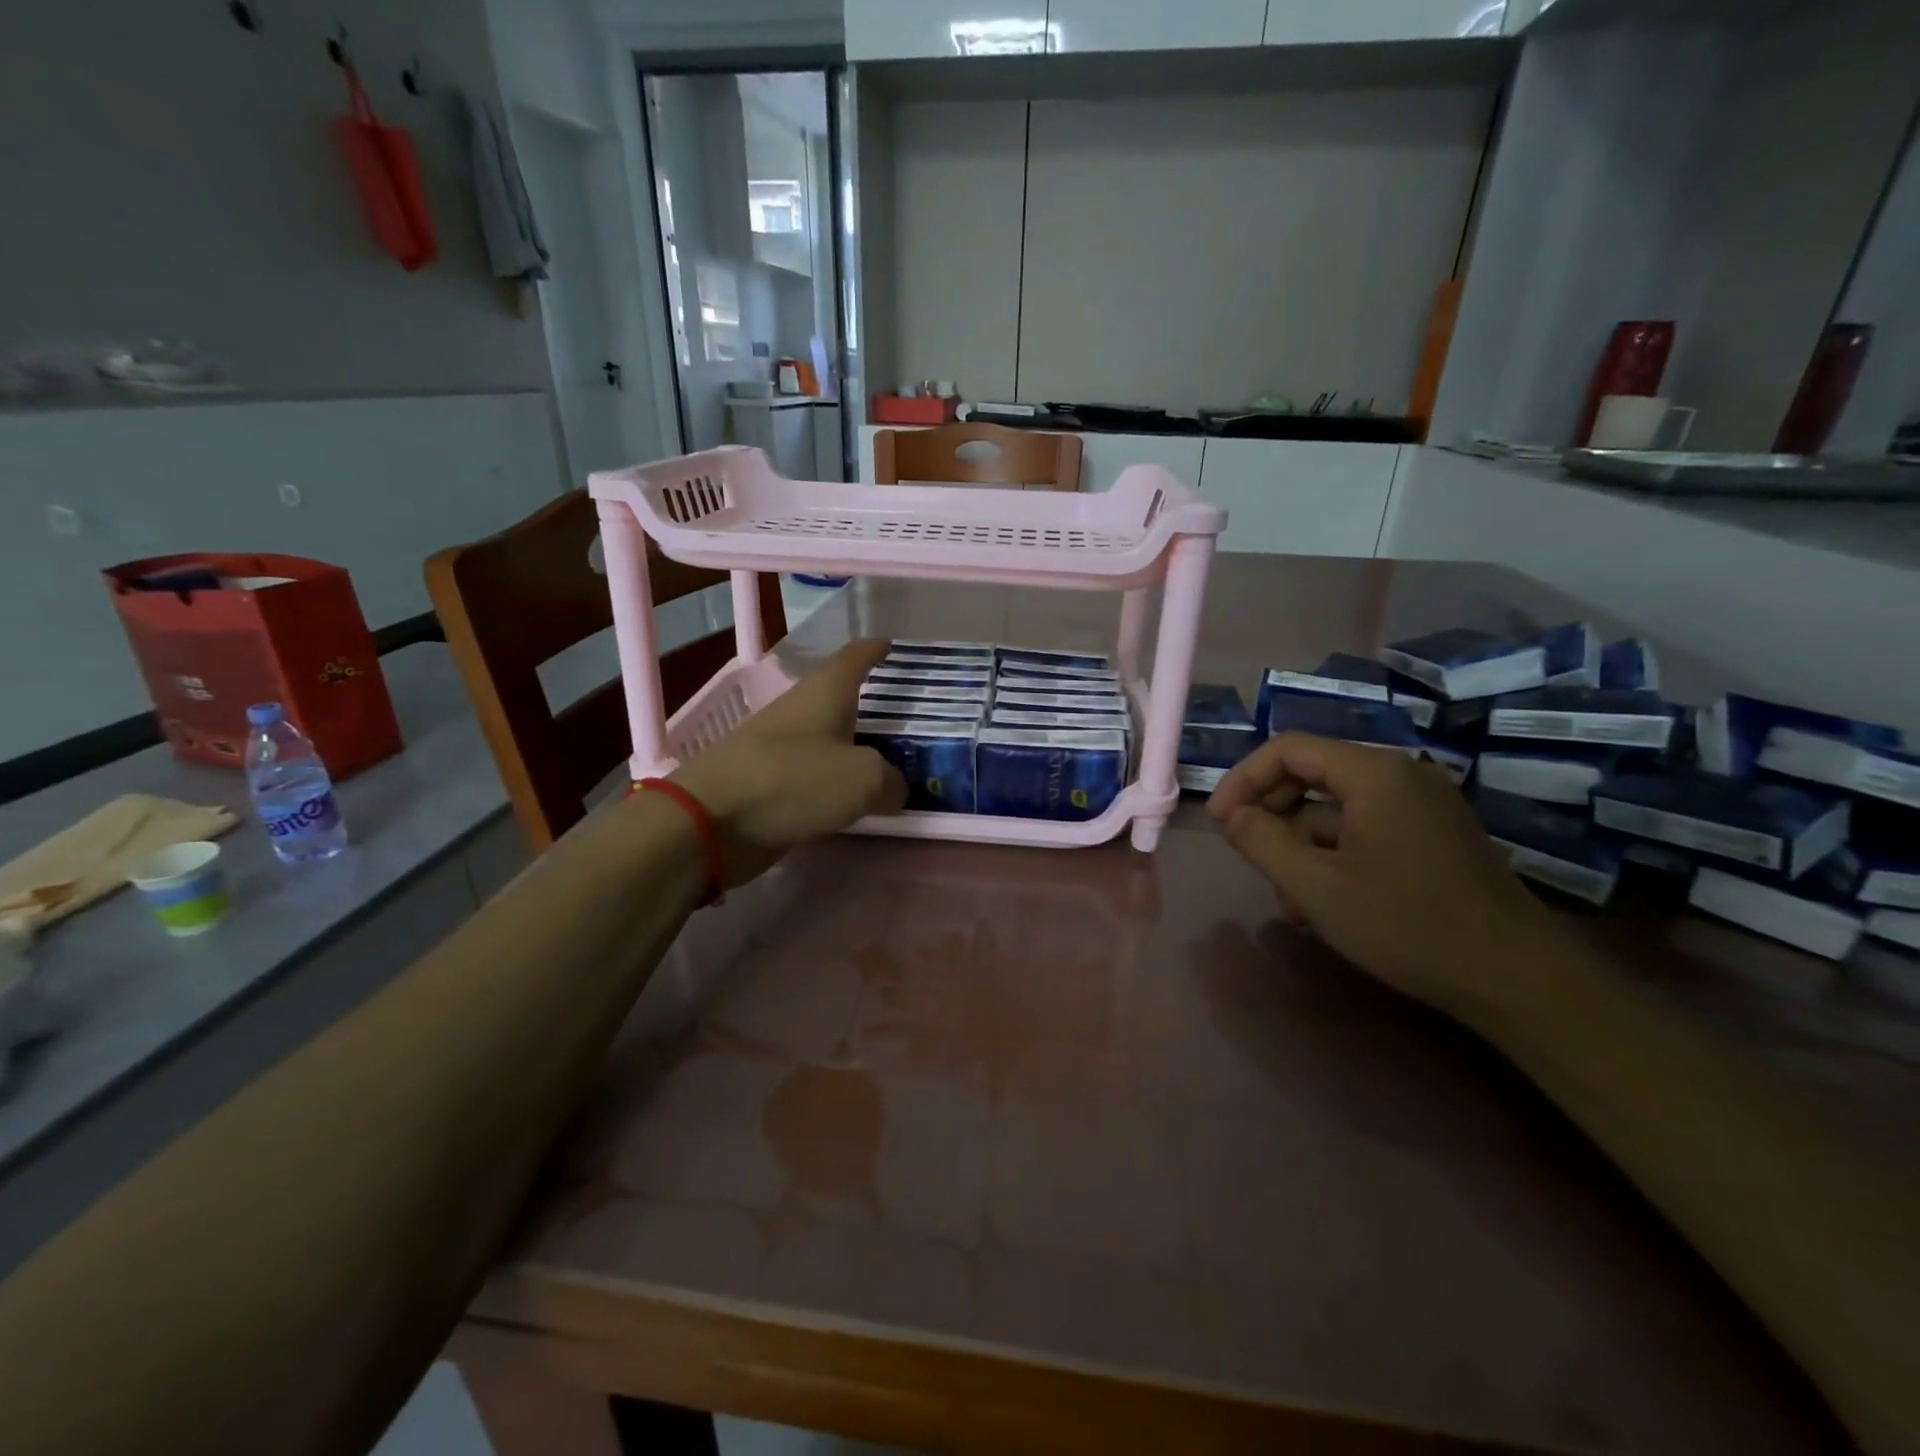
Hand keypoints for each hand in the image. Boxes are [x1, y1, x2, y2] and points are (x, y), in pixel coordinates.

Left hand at [669, 639, 906, 885]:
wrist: (711, 821)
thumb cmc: (792, 781)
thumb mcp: (862, 779)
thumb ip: (890, 781)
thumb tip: (894, 789)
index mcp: (824, 692)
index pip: (854, 658)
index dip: (874, 649)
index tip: (889, 644)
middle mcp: (800, 712)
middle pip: (838, 699)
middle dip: (867, 704)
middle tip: (902, 717)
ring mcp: (778, 748)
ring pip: (826, 740)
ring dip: (851, 748)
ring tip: (884, 762)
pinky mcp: (766, 785)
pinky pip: (812, 777)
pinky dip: (833, 783)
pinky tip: (851, 799)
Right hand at [1208, 733, 1561, 1019]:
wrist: (1516, 978)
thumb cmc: (1407, 925)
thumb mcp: (1316, 886)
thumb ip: (1261, 841)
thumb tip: (1232, 815)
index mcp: (1374, 773)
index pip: (1288, 749)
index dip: (1244, 779)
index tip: (1220, 822)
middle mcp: (1400, 774)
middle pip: (1311, 772)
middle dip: (1272, 814)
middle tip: (1249, 856)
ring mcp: (1421, 804)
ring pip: (1335, 806)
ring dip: (1301, 843)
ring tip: (1290, 898)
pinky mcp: (1432, 832)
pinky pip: (1364, 826)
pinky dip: (1334, 852)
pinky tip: (1324, 899)